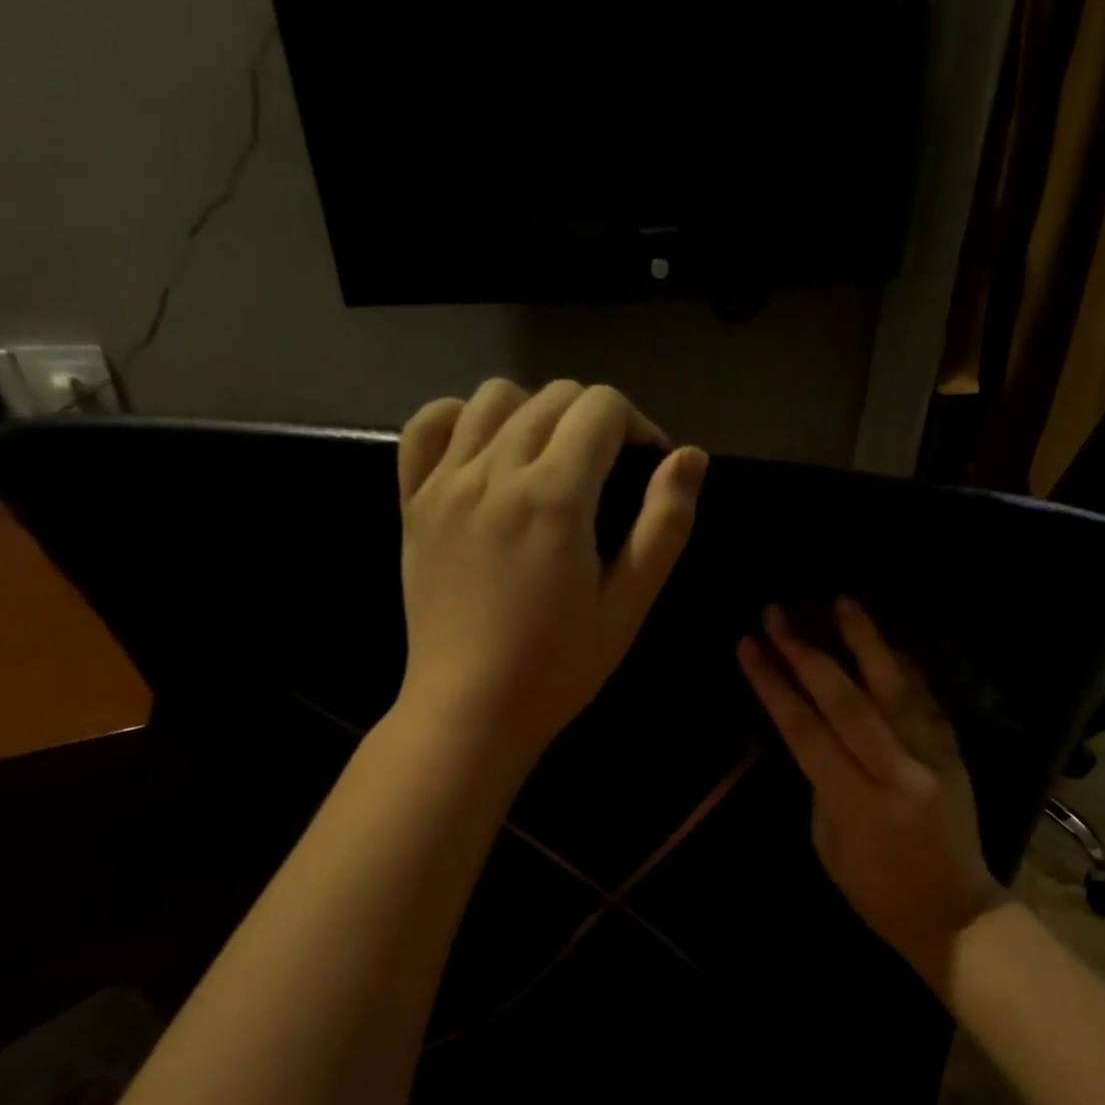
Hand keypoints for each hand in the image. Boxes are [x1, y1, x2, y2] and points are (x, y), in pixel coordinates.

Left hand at [392, 378, 706, 764]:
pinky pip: (430, 424)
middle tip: (611, 472)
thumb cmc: (558, 667)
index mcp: (554, 497)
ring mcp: (446, 482)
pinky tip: (487, 452)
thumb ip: (663, 527)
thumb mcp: (627, 606)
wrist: (470, 709)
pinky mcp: (414, 501)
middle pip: (554, 396)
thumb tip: (690, 457)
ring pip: (496, 396)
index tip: (648, 468)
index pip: (602, 408)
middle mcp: (495, 471)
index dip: (639, 426)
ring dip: (537, 412)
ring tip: (553, 461)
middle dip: (596, 419)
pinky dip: (464, 419)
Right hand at [737, 599, 1009, 985]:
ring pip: (895, 688)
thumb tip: (816, 736)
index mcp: (857, 802)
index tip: (749, 646)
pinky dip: (905, 668)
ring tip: (842, 601)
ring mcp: (933, 758)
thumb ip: (821, 784)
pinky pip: (928, 700)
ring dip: (866, 641)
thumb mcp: (828, 844)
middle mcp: (897, 771)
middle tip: (779, 613)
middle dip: (807, 653)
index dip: (773, 686)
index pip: (806, 731)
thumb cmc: (876, 892)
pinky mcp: (955, 753)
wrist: (953, 913)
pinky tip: (886, 642)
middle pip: (847, 700)